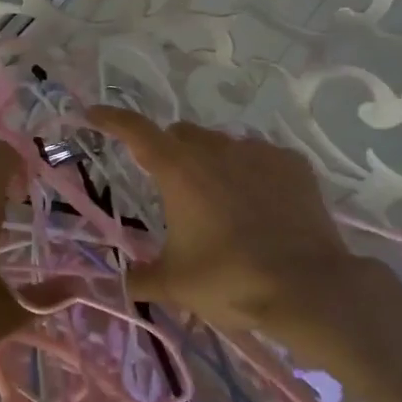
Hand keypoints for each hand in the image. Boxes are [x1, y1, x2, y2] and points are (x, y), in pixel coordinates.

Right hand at [86, 107, 369, 332]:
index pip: (136, 131)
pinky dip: (251, 174)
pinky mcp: (294, 165)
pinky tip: (260, 206)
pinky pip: (261, 157)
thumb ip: (141, 279)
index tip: (94, 113)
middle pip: (182, 135)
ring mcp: (259, 153)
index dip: (111, 119)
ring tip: (220, 204)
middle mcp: (217, 150)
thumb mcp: (175, 285)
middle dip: (169, 151)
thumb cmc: (230, 281)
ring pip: (223, 145)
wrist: (307, 288)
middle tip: (171, 189)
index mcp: (179, 171)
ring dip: (211, 164)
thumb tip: (125, 282)